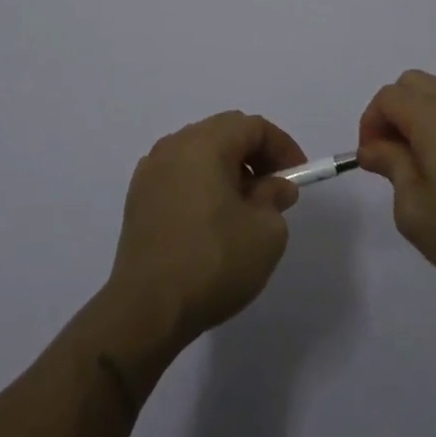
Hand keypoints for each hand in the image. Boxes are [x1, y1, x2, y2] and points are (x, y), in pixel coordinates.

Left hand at [107, 111, 306, 345]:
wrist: (146, 310)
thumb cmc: (213, 262)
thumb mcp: (266, 232)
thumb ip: (275, 198)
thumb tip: (272, 187)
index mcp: (204, 144)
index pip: (252, 126)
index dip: (282, 146)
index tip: (297, 175)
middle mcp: (174, 146)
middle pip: (223, 133)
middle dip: (255, 155)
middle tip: (274, 188)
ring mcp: (150, 172)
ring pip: (199, 154)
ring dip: (228, 170)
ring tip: (244, 207)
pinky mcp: (137, 199)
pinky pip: (179, 176)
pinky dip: (202, 185)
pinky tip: (211, 221)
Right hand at [358, 70, 435, 298]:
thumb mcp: (414, 209)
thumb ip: (390, 166)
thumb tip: (375, 147)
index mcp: (435, 116)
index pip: (389, 96)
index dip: (370, 122)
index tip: (371, 159)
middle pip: (414, 84)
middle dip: (394, 112)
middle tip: (391, 156)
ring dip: (422, 118)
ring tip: (423, 166)